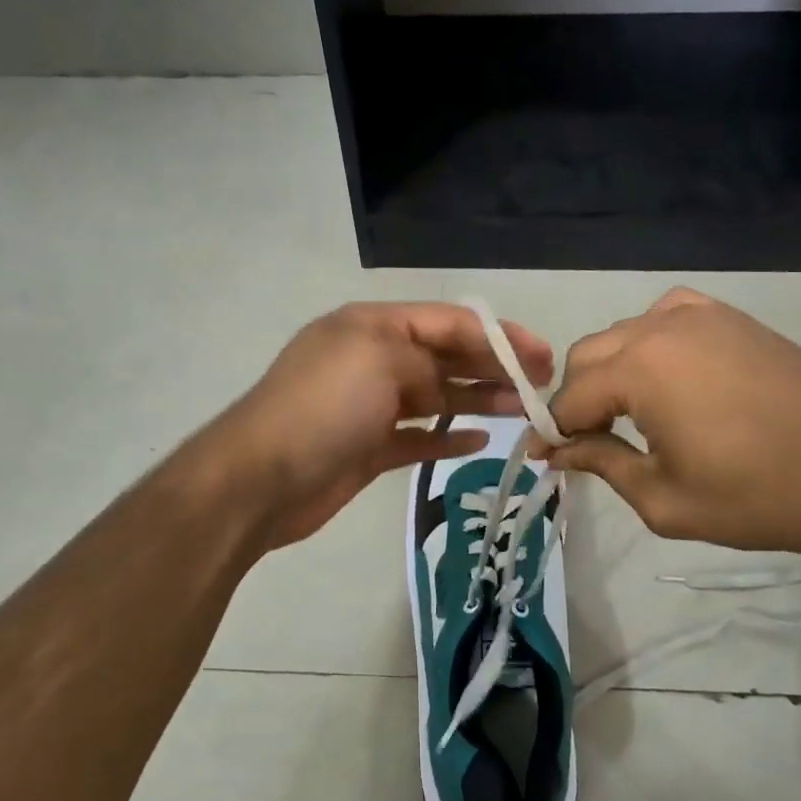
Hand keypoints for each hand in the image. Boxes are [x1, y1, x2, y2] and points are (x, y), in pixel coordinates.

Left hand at [211, 301, 553, 550]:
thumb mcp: (378, 359)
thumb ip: (425, 360)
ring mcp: (370, 405)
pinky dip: (447, 437)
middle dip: (493, 366)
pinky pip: (418, 436)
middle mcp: (372, 359)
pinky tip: (478, 441)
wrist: (261, 479)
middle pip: (445, 356)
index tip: (539, 356)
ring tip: (522, 411)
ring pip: (436, 396)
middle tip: (539, 385)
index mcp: (372, 326)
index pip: (446, 321)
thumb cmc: (323, 407)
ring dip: (478, 400)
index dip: (497, 335)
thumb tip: (444, 384)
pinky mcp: (368, 447)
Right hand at [540, 288, 800, 563]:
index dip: (554, 431)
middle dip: (578, 399)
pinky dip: (649, 343)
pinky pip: (664, 318)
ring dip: (611, 371)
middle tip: (589, 441)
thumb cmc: (755, 496)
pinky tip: (666, 373)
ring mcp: (698, 315)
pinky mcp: (728, 317)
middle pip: (587, 356)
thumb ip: (602, 464)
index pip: (571, 398)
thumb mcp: (663, 498)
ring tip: (628, 413)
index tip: (547, 458)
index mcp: (639, 369)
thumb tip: (557, 451)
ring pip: (623, 335)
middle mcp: (659, 328)